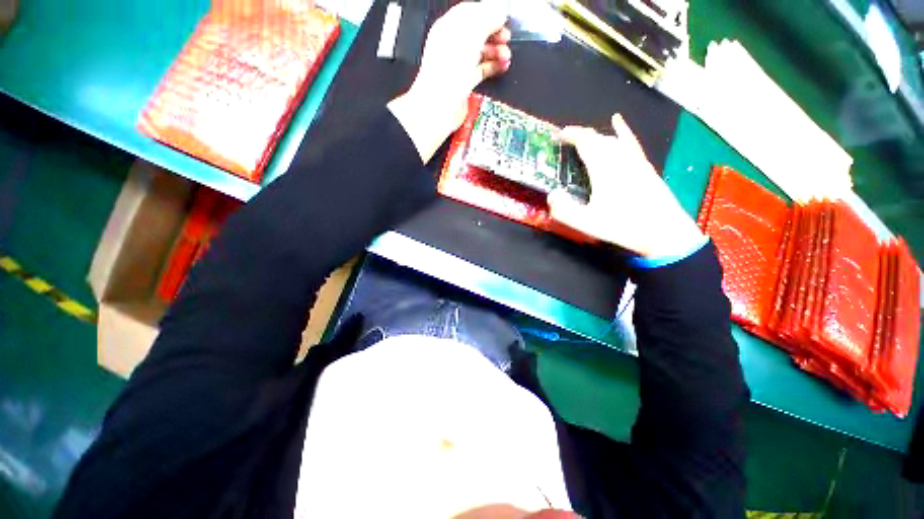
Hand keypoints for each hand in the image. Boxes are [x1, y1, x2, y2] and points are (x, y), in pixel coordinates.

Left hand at [388, 2, 511, 162]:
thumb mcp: (470, 36)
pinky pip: (481, 70)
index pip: (470, 12)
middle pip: (477, 32)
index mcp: (449, 28)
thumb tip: (499, 13)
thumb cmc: (449, 71)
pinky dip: (493, 67)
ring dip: (496, 51)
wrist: (440, 107)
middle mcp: (452, 45)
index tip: (503, 18)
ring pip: (480, 52)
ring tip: (506, 55)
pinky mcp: (464, 83)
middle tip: (506, 36)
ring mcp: (458, 66)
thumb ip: (487, 19)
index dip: (488, 12)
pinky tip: (502, 66)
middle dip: (494, 33)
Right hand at [547, 114, 705, 257]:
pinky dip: (621, 131)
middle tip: (566, 139)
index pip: (586, 142)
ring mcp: (635, 160)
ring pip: (612, 140)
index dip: (571, 135)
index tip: (558, 135)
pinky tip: (618, 121)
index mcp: (604, 169)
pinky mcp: (644, 166)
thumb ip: (564, 210)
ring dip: (595, 137)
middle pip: (598, 138)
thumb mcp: (587, 223)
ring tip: (583, 140)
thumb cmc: (623, 226)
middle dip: (580, 135)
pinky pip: (630, 142)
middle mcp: (620, 159)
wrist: (664, 231)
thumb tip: (551, 195)